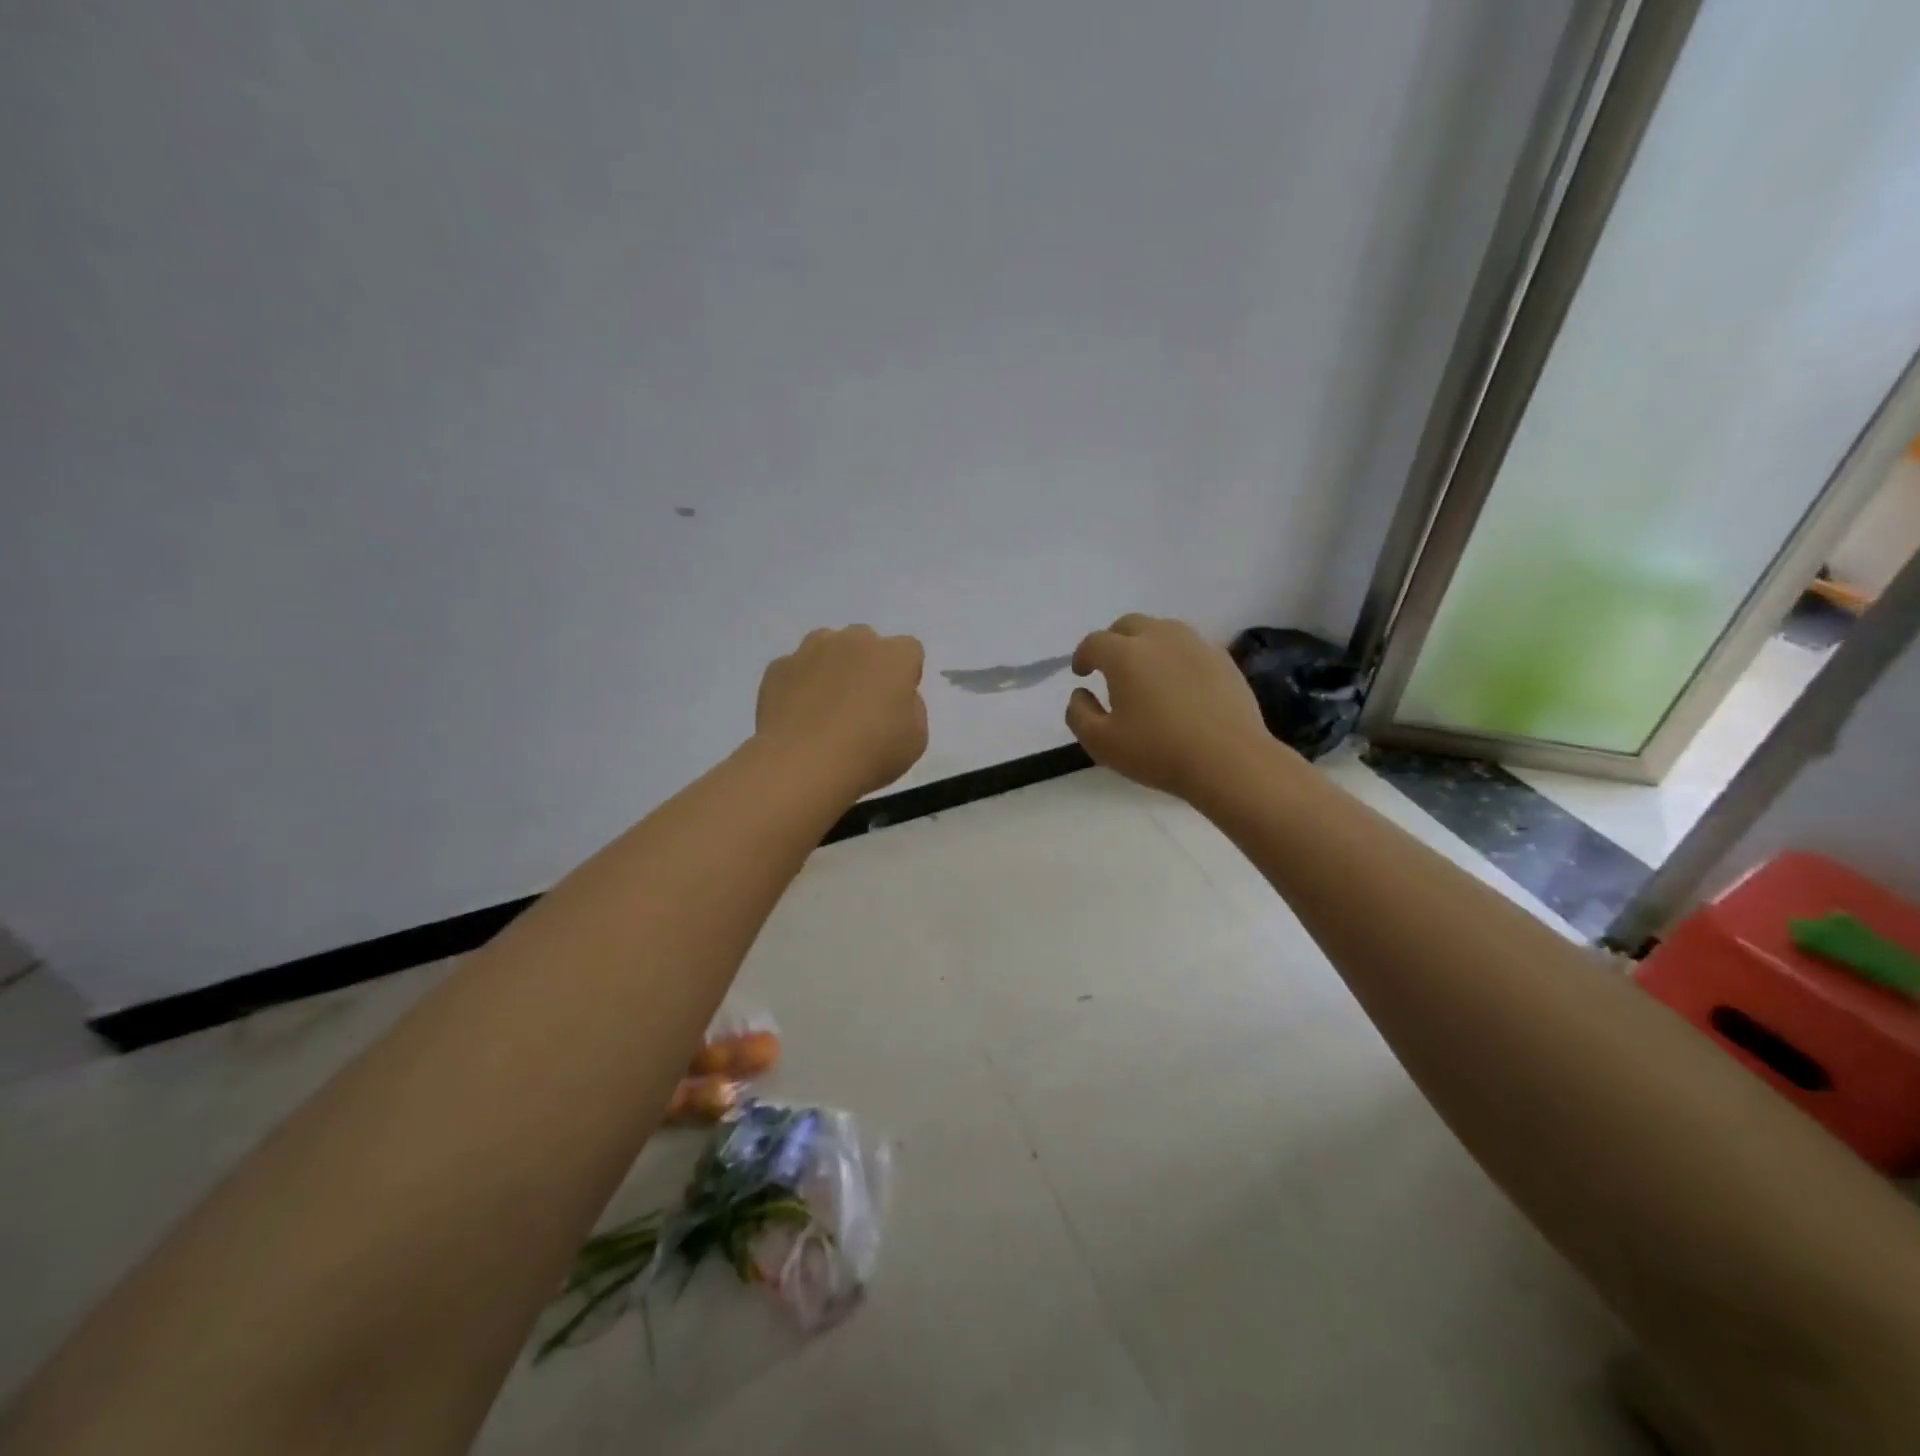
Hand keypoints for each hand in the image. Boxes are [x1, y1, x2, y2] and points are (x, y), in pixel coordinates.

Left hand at [756, 626, 927, 797]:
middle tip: (862, 703)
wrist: (803, 764)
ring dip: (831, 666)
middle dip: (867, 664)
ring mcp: (810, 651)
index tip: (897, 703)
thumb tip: (896, 698)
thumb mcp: (916, 740)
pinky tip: (798, 716)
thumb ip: (912, 709)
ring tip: (826, 706)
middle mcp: (853, 641)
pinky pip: (795, 669)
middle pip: (866, 641)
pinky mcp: (778, 668)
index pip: (909, 650)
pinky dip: (798, 685)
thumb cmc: (870, 753)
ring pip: (826, 646)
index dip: (905, 675)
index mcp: (894, 656)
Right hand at [1065, 614, 1273, 799]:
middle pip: (1128, 625)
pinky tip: (1178, 682)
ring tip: (1145, 671)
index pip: (1094, 642)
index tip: (1081, 673)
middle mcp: (1159, 637)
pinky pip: (1189, 647)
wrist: (1229, 760)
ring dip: (1145, 644)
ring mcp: (1195, 644)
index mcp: (1125, 654)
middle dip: (1113, 642)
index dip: (1082, 656)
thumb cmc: (1158, 751)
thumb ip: (1079, 714)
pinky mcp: (1222, 658)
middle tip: (1109, 667)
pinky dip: (1175, 657)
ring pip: (1162, 630)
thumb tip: (1080, 694)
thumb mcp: (1101, 743)